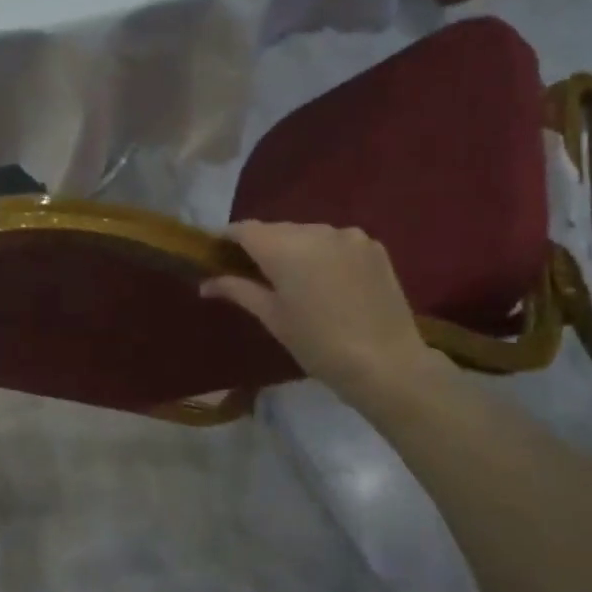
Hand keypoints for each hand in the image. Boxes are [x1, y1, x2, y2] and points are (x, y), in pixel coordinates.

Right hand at [200, 221, 446, 399]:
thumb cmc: (317, 344)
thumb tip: (205, 283)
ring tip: (293, 280)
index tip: (217, 254)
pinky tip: (327, 281)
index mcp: (284, 248)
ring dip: (294, 249)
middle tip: (252, 273)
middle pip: (276, 230)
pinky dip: (324, 254)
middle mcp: (315, 230)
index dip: (227, 238)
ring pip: (307, 234)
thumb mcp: (272, 318)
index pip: (245, 229)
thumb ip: (238, 290)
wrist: (386, 363)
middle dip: (262, 246)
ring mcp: (348, 236)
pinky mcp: (373, 246)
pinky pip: (336, 242)